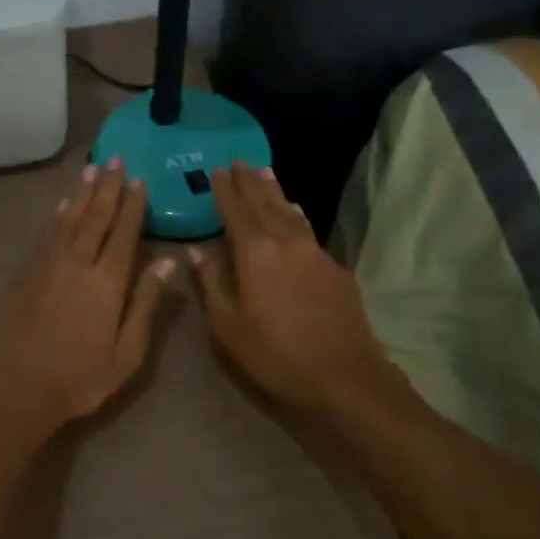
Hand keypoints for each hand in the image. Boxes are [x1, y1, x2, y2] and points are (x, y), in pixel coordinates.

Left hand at [0, 159, 174, 442]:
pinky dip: (58, 215)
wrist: (16, 387)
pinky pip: (47, 234)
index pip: (124, 233)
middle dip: (108, 188)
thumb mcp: (127, 353)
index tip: (140, 181)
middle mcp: (78, 263)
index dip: (133, 206)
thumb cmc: (80, 378)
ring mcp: (48, 265)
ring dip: (82, 194)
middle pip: (95, 217)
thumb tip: (167, 261)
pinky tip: (63, 205)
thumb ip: (146, 303)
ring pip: (69, 219)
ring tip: (92, 170)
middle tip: (116, 160)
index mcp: (107, 282)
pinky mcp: (28, 273)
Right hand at [190, 162, 394, 412]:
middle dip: (250, 181)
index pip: (235, 209)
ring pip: (290, 210)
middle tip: (239, 161)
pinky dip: (295, 214)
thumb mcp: (227, 325)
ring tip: (265, 173)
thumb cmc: (274, 353)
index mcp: (255, 251)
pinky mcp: (334, 267)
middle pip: (265, 201)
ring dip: (275, 191)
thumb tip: (195, 250)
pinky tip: (294, 213)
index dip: (224, 189)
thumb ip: (210, 282)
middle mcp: (286, 240)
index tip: (216, 170)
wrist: (343, 376)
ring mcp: (314, 251)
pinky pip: (307, 228)